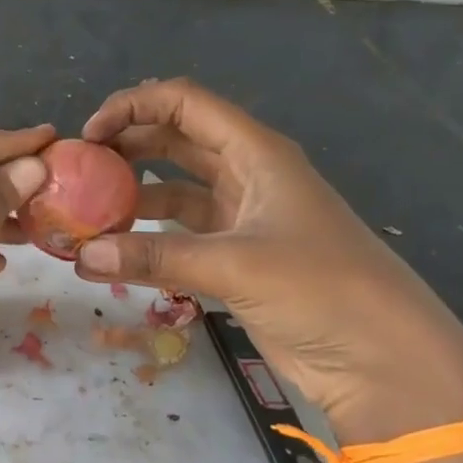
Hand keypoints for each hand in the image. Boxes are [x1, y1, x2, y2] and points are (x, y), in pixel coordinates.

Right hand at [76, 79, 462, 443]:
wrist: (383, 358)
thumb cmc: (321, 289)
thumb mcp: (235, 264)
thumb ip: (154, 258)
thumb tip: (80, 257)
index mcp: (256, 153)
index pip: (186, 104)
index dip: (134, 106)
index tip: (89, 134)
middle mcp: (247, 175)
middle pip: (176, 140)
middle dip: (127, 147)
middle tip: (79, 170)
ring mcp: (241, 217)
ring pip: (175, 189)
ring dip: (133, 195)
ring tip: (87, 210)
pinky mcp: (236, 257)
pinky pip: (180, 234)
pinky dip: (148, 238)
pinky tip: (115, 251)